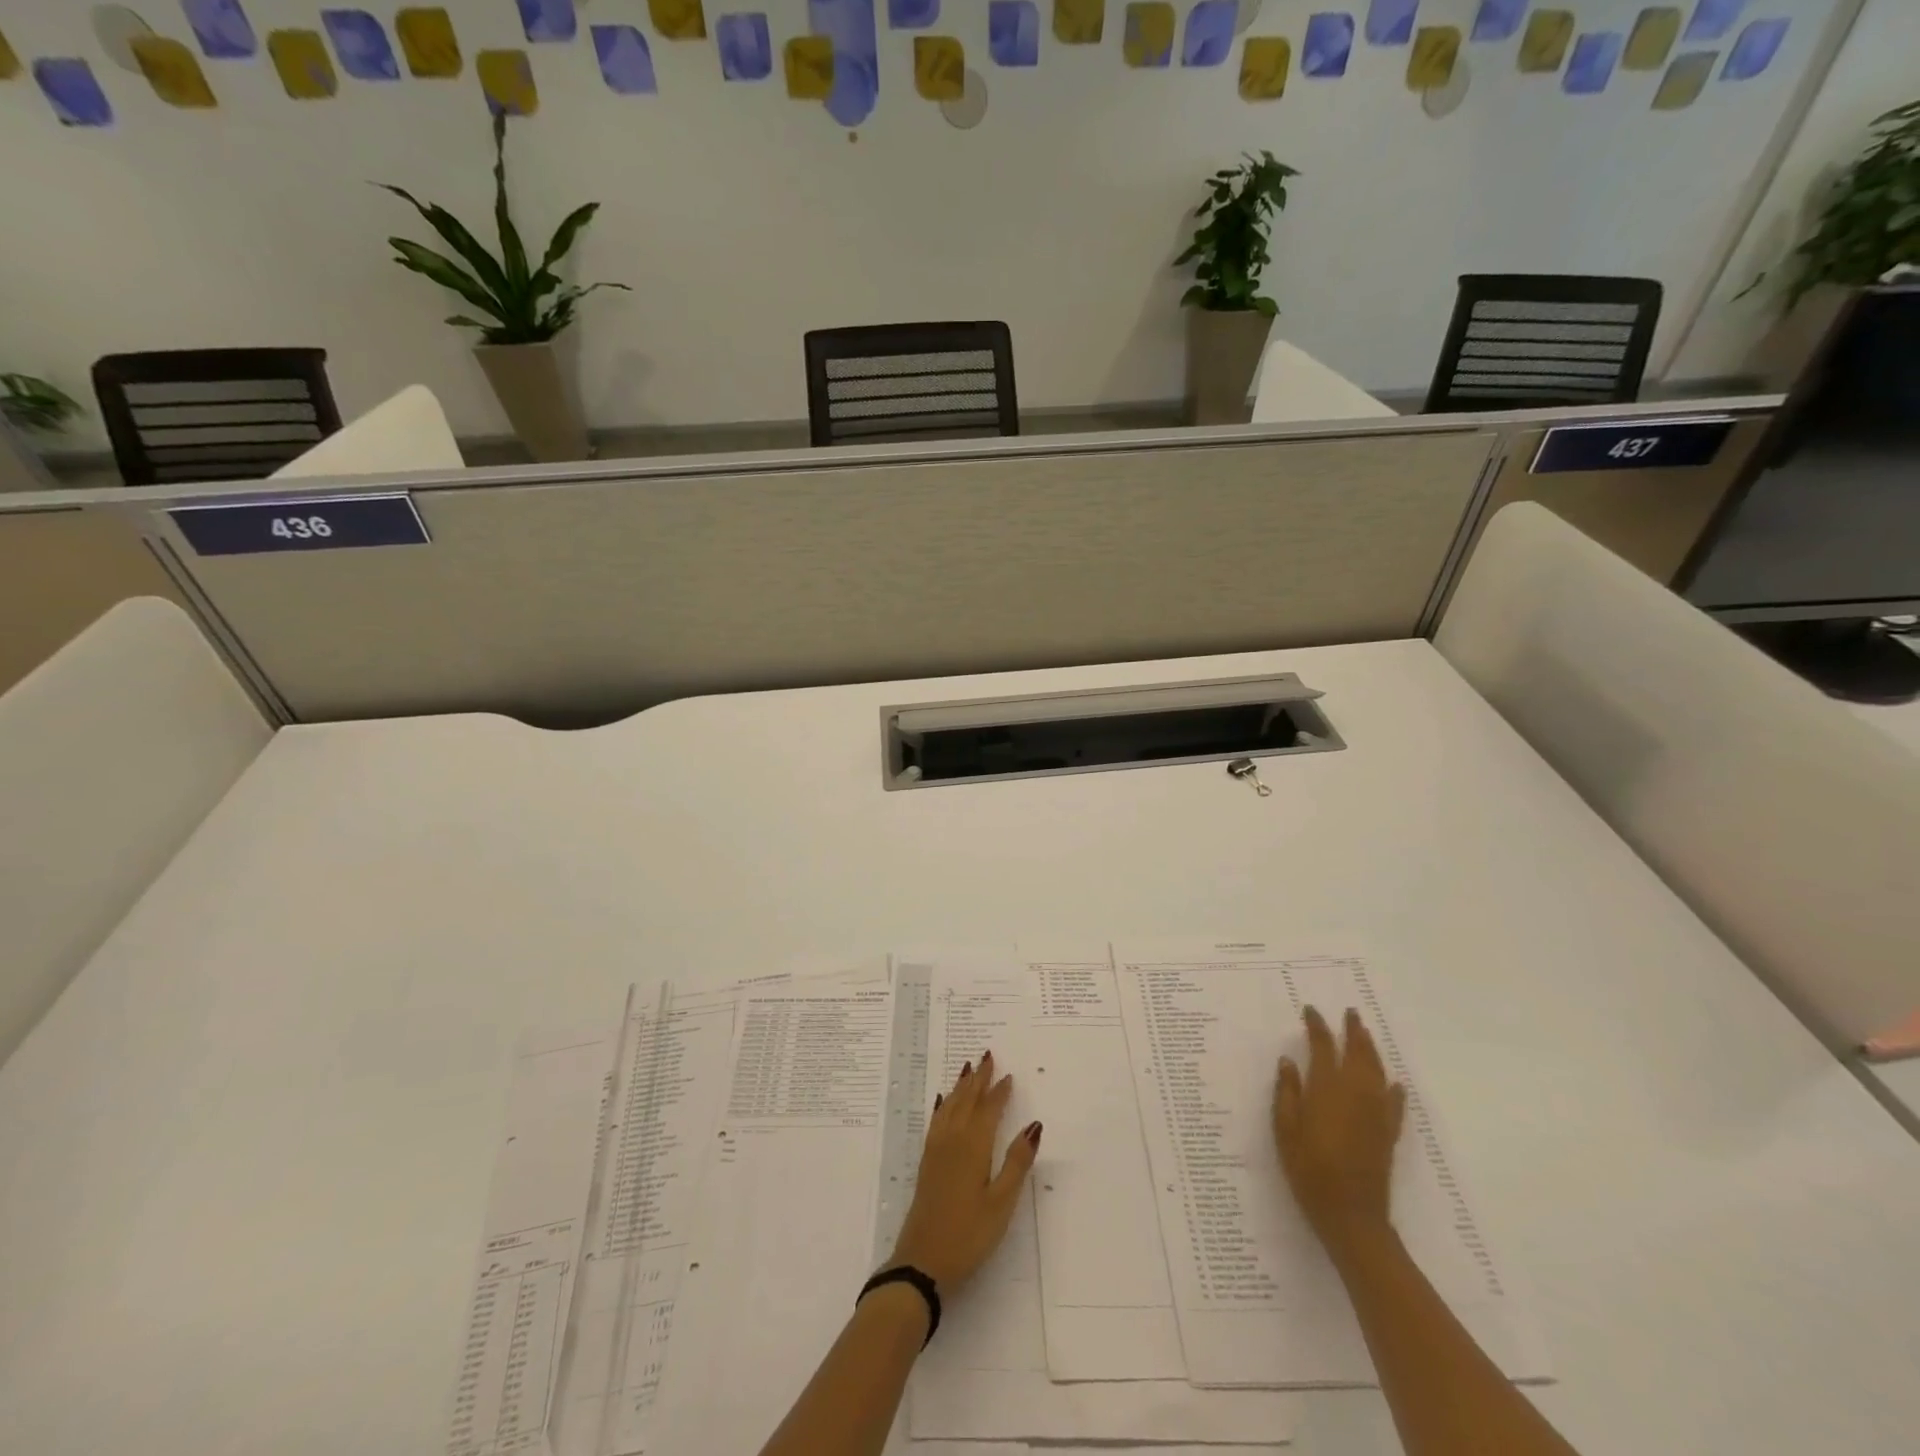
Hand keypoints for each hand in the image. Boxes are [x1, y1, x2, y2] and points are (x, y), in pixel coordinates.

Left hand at [888, 1050, 1041, 1291]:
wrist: (922, 1262)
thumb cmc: (968, 1235)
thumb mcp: (1001, 1203)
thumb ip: (1017, 1162)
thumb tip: (1034, 1125)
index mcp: (973, 1147)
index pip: (988, 1110)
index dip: (999, 1092)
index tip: (1009, 1074)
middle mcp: (953, 1141)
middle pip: (966, 1101)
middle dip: (978, 1079)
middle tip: (987, 1056)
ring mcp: (936, 1151)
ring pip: (949, 1107)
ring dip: (960, 1087)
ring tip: (968, 1069)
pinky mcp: (926, 1163)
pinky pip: (936, 1120)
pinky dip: (942, 1105)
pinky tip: (942, 1101)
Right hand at [1273, 1005, 1406, 1257]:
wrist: (1351, 1214)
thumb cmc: (1308, 1169)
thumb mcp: (1284, 1129)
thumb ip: (1287, 1093)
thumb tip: (1288, 1061)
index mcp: (1326, 1088)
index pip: (1322, 1046)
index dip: (1316, 1026)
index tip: (1310, 1011)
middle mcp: (1355, 1092)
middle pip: (1357, 1052)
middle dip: (1353, 1031)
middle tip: (1349, 1013)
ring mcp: (1376, 1112)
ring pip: (1377, 1071)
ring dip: (1371, 1050)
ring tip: (1366, 1035)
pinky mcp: (1388, 1132)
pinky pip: (1394, 1102)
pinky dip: (1394, 1088)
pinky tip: (1394, 1082)